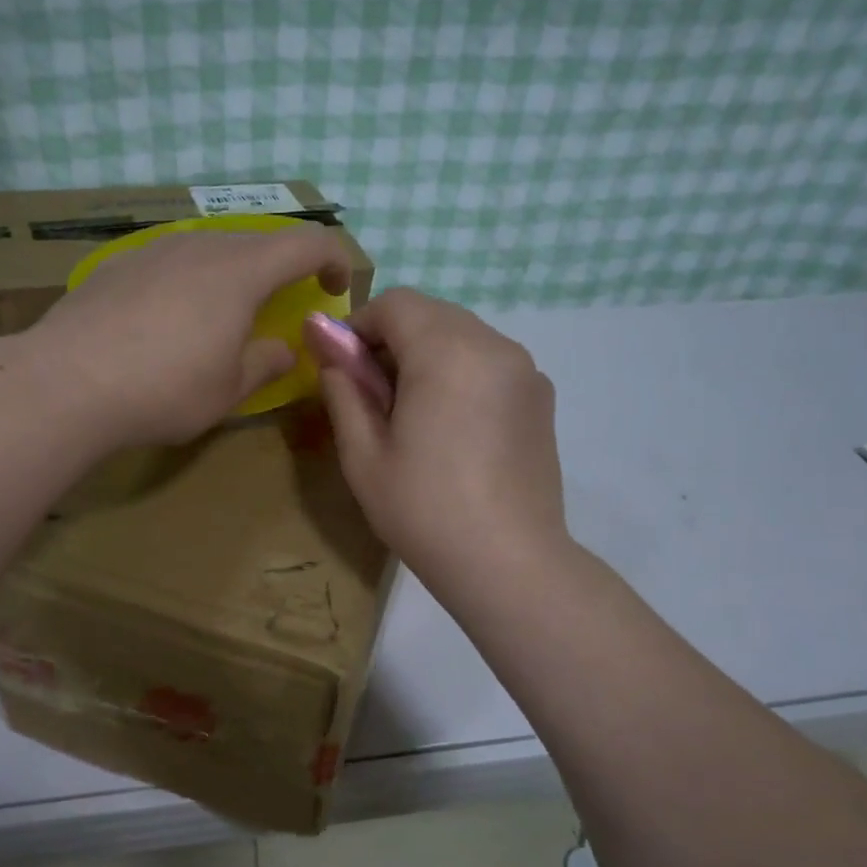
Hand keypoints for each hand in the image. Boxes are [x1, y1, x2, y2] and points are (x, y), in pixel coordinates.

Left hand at [26, 225, 352, 448]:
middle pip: (258, 241)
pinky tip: (171, 316)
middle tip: (284, 303)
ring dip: (234, 272)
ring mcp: (154, 249)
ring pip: (211, 247)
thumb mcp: (228, 389)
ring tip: (227, 311)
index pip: (306, 243)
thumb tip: (285, 349)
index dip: (333, 259)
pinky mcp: (118, 264)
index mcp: (240, 271)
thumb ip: (266, 363)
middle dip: (282, 268)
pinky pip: (172, 260)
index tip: (336, 287)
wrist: (66, 382)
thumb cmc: (164, 389)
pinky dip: (191, 279)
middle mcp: (200, 246)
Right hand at [317, 288, 567, 596]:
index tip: (343, 368)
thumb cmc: (423, 510)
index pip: (396, 303)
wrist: (508, 563)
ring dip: (428, 355)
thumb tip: (325, 343)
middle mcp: (494, 345)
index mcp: (447, 351)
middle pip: (432, 314)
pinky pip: (490, 361)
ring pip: (463, 335)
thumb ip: (343, 388)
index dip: (359, 326)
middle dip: (394, 339)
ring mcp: (525, 370)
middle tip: (374, 395)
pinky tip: (453, 427)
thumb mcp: (363, 454)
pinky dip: (461, 372)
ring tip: (413, 414)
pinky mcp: (541, 397)